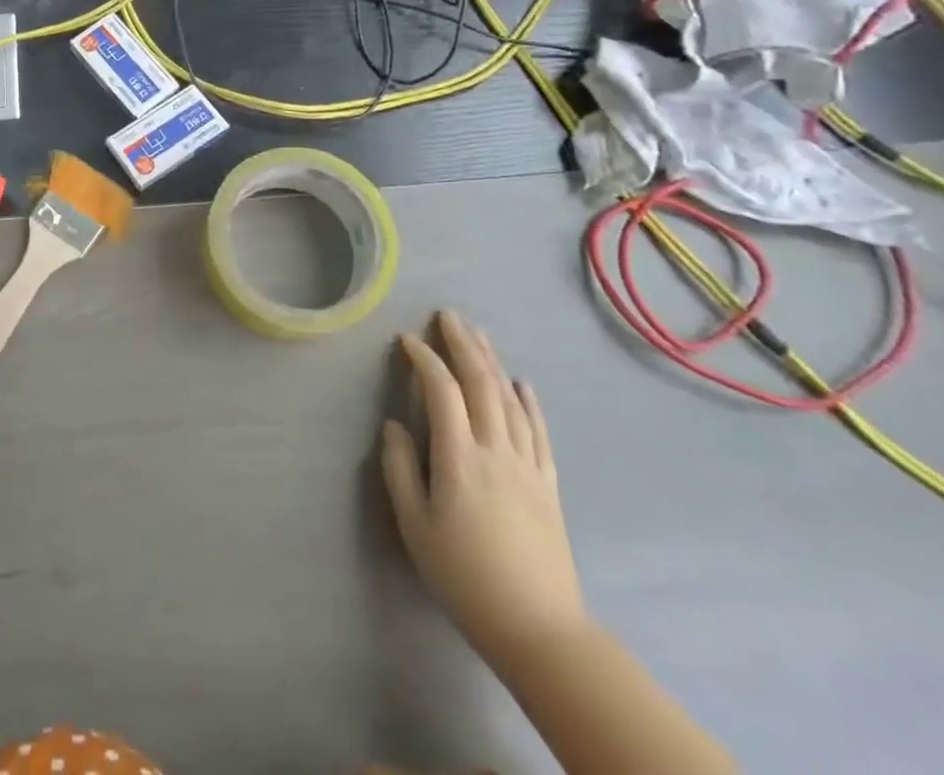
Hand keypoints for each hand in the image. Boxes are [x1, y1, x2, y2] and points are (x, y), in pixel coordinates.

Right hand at [381, 311, 586, 662]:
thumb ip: (399, 468)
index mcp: (459, 457)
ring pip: (509, 399)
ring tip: (477, 335)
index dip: (424, 358)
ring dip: (492, 362)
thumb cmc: (464, 576)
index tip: (406, 340)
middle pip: (481, 383)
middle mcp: (496, 449)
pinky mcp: (548, 483)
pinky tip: (521, 383)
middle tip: (447, 315)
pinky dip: (528, 401)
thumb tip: (394, 425)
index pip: (441, 390)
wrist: (538, 628)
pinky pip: (538, 430)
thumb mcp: (415, 525)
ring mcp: (528, 465)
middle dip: (462, 344)